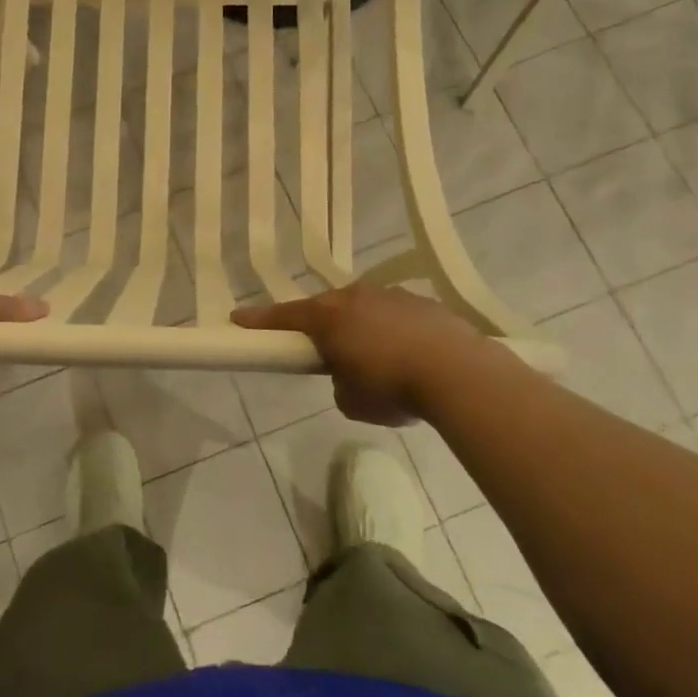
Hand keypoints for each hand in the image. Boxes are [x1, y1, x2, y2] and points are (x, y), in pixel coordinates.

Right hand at [233, 285, 495, 425]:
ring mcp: (391, 295)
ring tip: (378, 360)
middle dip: (322, 326)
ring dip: (361, 328)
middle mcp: (355, 297)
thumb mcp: (352, 401)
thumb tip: (349, 375)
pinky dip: (394, 331)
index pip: (284, 316)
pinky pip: (395, 314)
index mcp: (329, 317)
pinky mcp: (423, 302)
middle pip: (327, 308)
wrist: (459, 373)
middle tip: (323, 349)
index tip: (238, 318)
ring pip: (364, 308)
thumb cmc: (392, 388)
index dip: (260, 320)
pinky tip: (410, 355)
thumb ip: (339, 383)